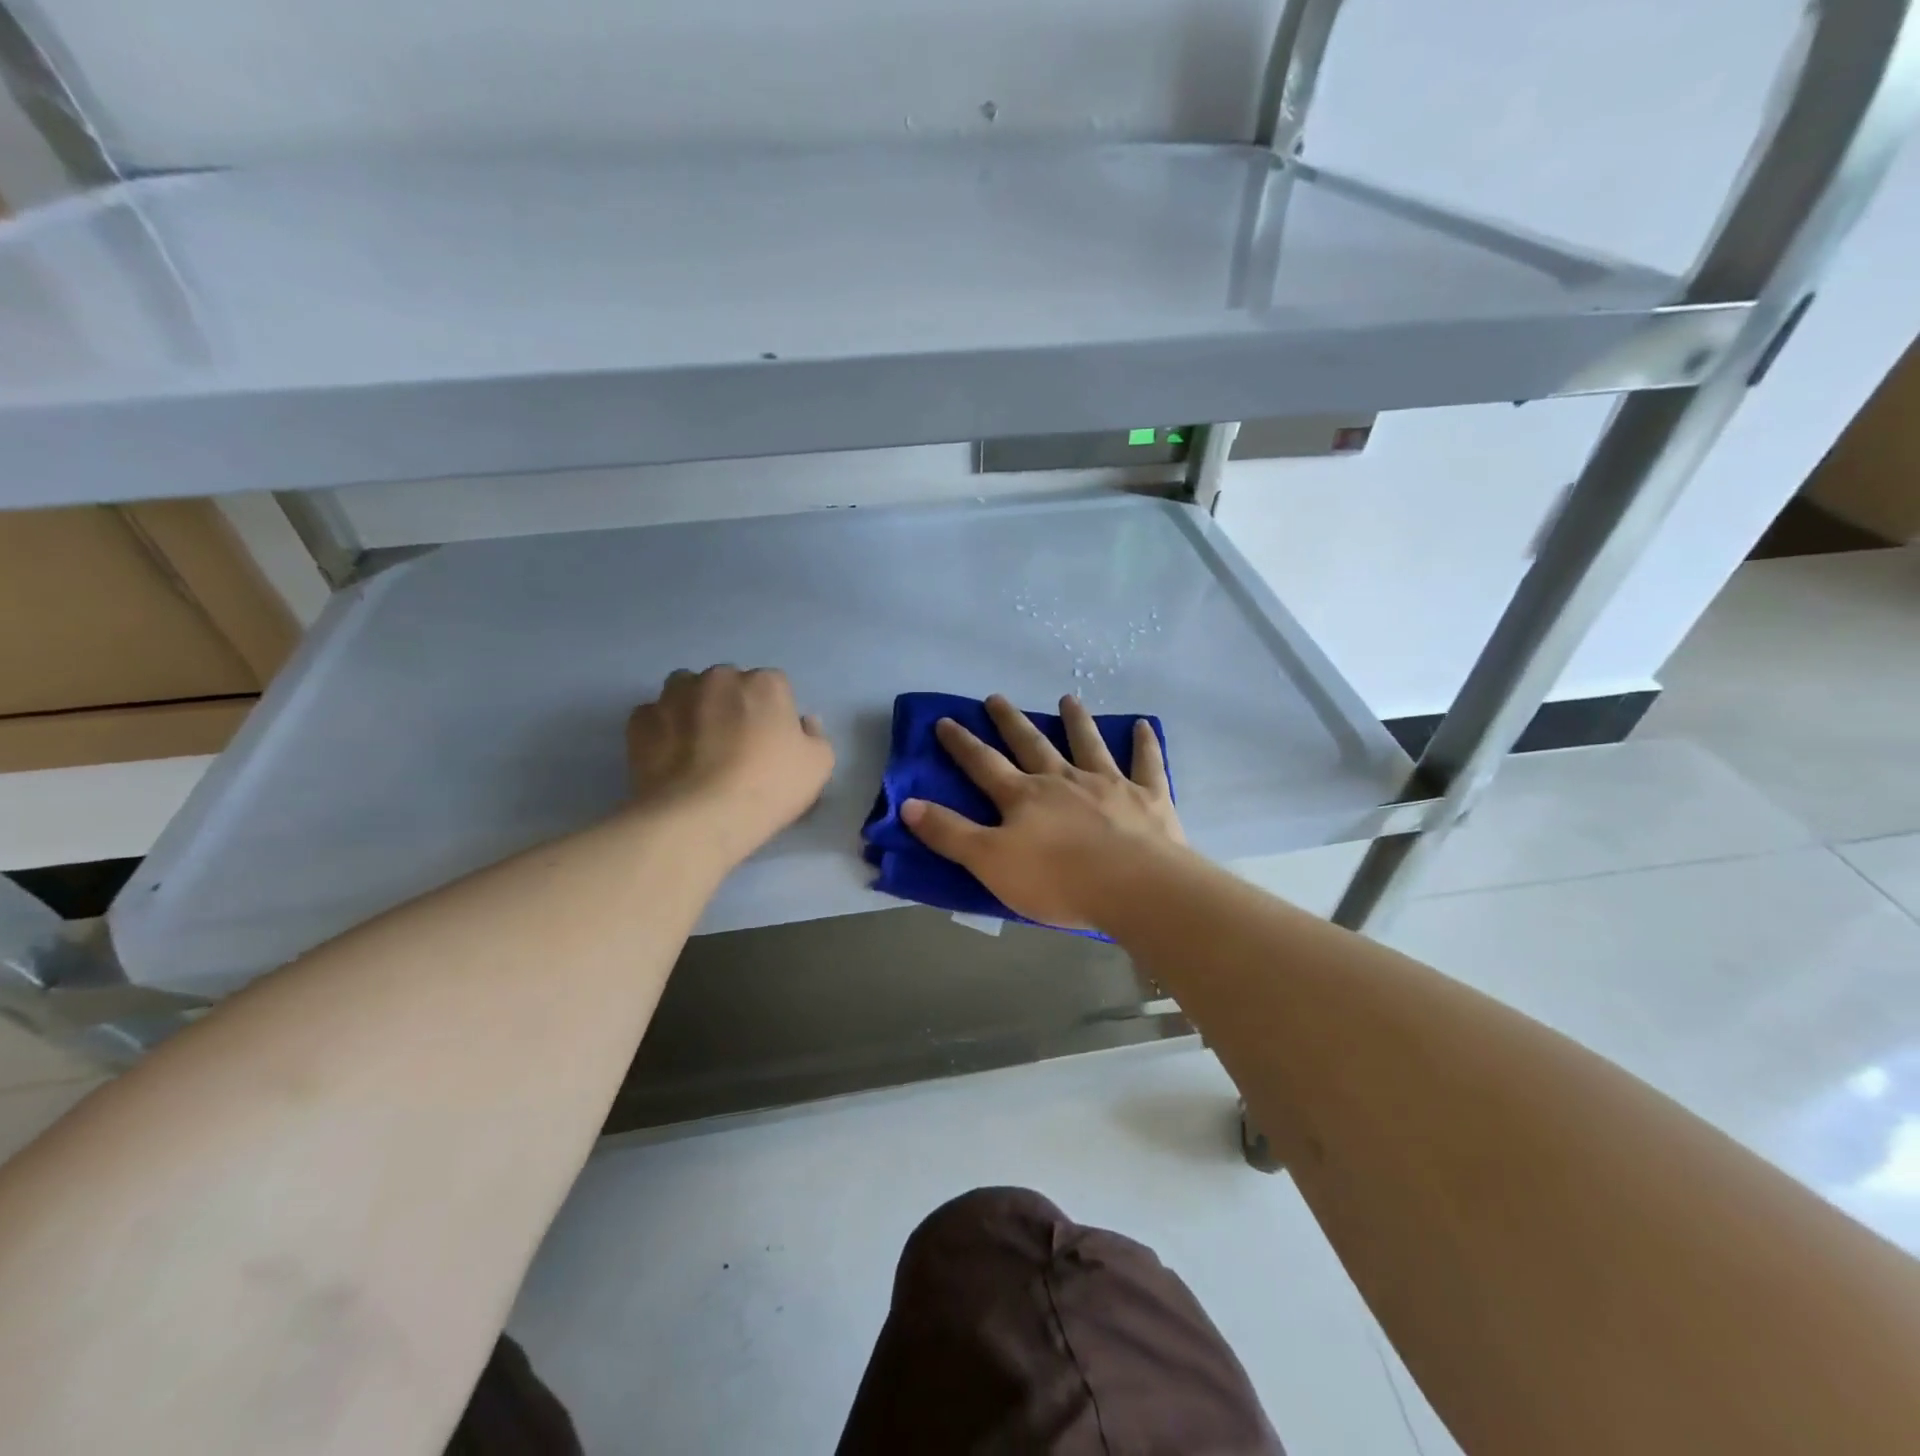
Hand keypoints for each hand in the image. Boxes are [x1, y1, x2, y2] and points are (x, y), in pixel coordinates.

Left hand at [625, 666, 833, 865]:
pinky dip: (661, 730)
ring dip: (693, 708)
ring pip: (686, 691)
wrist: (700, 817)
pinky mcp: (641, 721)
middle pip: (728, 684)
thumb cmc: (769, 787)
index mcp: (765, 683)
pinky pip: (654, 717)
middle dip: (731, 705)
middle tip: (734, 745)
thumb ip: (815, 735)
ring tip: (696, 747)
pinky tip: (669, 757)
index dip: (773, 713)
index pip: (774, 686)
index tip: (771, 742)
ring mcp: (674, 696)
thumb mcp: (819, 766)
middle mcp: (719, 678)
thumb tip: (802, 721)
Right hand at [902, 693, 1183, 930]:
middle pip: (1032, 744)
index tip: (945, 721)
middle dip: (1011, 722)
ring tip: (1068, 699)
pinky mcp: (1148, 797)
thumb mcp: (989, 862)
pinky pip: (1146, 764)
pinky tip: (1144, 725)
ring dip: (1076, 721)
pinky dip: (1145, 744)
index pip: (984, 764)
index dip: (962, 744)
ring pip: (1088, 744)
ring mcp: (1108, 784)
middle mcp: (1063, 780)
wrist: (1134, 887)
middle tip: (997, 697)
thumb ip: (949, 833)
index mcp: (1024, 796)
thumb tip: (907, 804)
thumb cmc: (1057, 880)